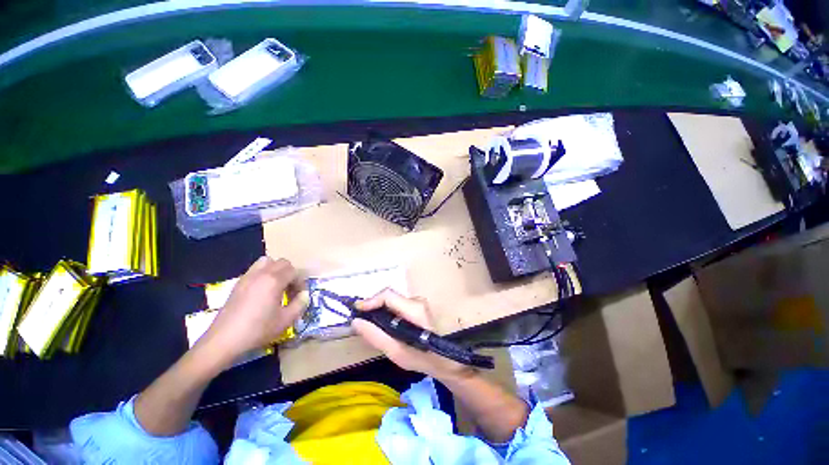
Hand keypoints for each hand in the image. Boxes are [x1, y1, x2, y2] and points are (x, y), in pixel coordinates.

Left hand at [201, 257, 308, 365]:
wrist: (224, 340)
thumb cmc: (258, 330)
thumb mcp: (286, 320)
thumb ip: (300, 304)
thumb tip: (304, 294)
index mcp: (274, 280)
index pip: (294, 271)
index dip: (300, 282)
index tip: (299, 295)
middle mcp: (261, 273)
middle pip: (283, 262)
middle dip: (291, 273)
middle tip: (290, 290)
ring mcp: (248, 277)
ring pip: (267, 261)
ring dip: (276, 270)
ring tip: (277, 286)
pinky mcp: (238, 283)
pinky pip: (255, 269)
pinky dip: (264, 274)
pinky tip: (262, 291)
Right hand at [352, 289, 473, 380]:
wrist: (449, 361)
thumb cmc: (425, 359)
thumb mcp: (398, 353)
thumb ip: (376, 337)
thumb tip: (356, 322)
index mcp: (415, 309)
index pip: (388, 295)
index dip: (370, 300)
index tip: (356, 311)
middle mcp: (417, 301)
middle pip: (389, 297)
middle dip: (373, 307)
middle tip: (360, 321)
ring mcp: (419, 303)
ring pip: (393, 302)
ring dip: (379, 311)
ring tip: (370, 326)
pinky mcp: (418, 307)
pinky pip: (397, 306)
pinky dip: (387, 314)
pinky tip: (384, 327)